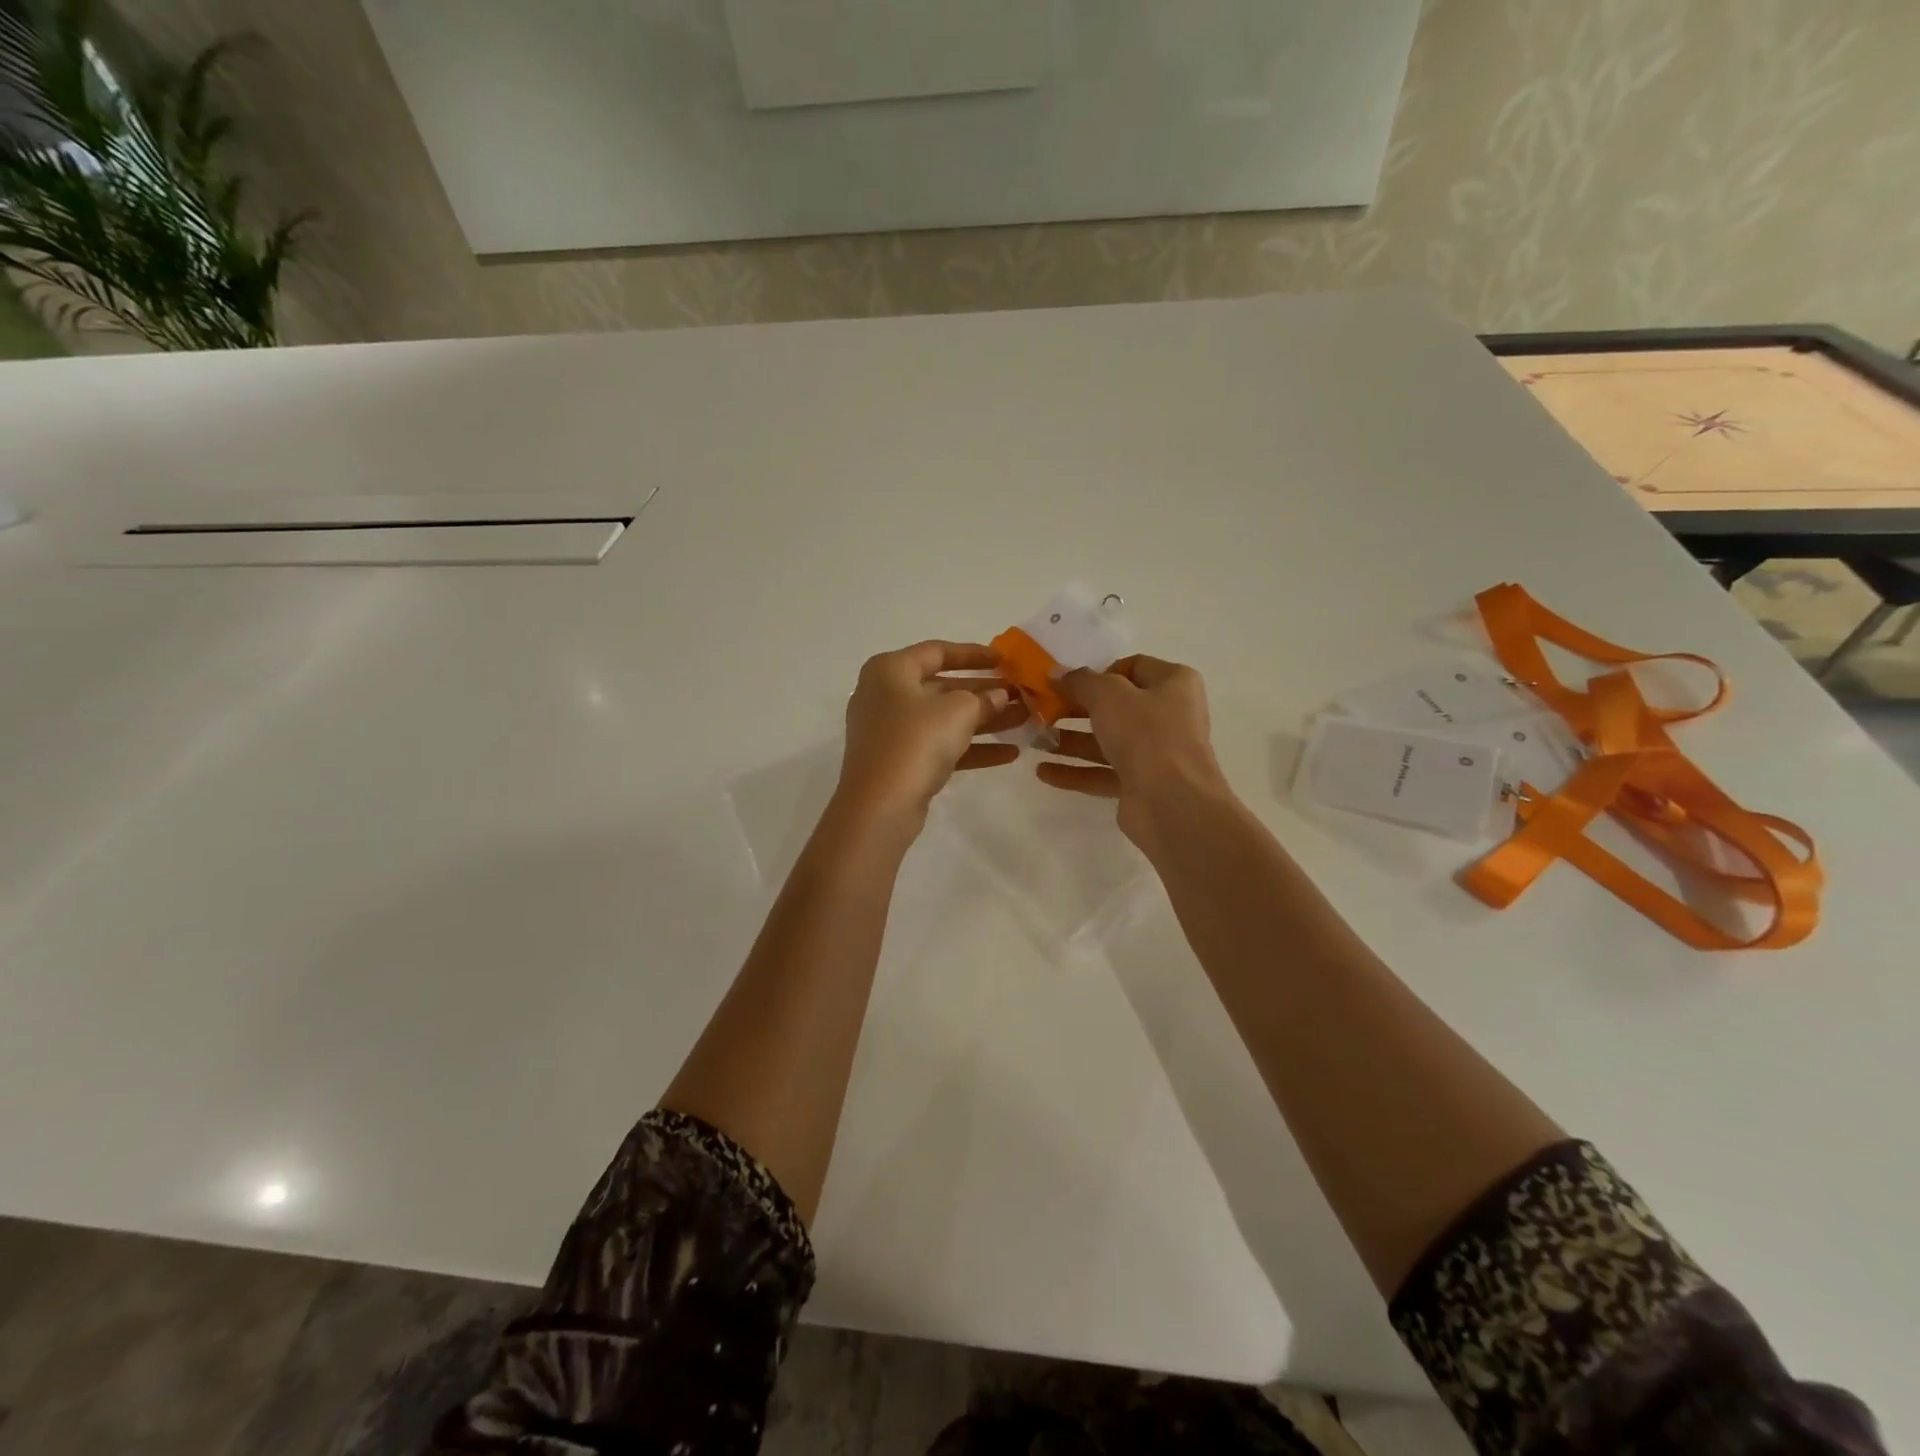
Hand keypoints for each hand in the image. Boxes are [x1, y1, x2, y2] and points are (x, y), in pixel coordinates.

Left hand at [836, 641, 1027, 828]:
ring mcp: (891, 731)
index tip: (1004, 659)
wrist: (879, 805)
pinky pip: (940, 746)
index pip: (937, 651)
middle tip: (1020, 694)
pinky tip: (1010, 753)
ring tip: (1024, 720)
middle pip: (942, 687)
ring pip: (944, 719)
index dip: (973, 654)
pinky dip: (971, 748)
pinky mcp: (900, 762)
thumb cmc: (916, 741)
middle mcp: (885, 695)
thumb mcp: (957, 712)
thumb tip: (1000, 695)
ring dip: (984, 720)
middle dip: (984, 692)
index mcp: (890, 670)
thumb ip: (983, 699)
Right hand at [1037, 655, 1232, 844]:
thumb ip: (1080, 681)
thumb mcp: (1108, 695)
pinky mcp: (1141, 784)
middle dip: (1076, 709)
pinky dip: (1075, 771)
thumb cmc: (1146, 734)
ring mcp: (1156, 753)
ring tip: (1034, 740)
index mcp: (1174, 683)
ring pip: (1106, 741)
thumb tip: (1057, 673)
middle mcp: (1169, 715)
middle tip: (1041, 710)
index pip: (1132, 667)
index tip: (1067, 682)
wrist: (1172, 803)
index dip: (1098, 672)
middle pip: (1116, 706)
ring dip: (1070, 741)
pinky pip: (1103, 772)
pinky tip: (1042, 772)